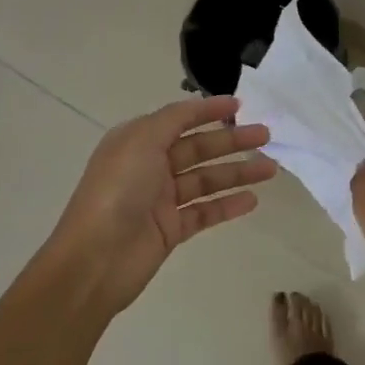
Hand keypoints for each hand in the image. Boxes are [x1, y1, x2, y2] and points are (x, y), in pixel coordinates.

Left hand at [47, 94, 273, 315]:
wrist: (94, 259)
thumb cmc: (117, 191)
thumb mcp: (141, 140)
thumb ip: (173, 119)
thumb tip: (197, 106)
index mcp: (138, 141)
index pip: (179, 119)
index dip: (209, 110)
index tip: (240, 105)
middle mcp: (150, 166)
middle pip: (198, 148)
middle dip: (232, 140)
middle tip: (266, 136)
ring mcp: (161, 200)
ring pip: (206, 180)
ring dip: (237, 172)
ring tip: (270, 169)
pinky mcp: (170, 230)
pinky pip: (204, 212)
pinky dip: (227, 205)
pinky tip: (252, 200)